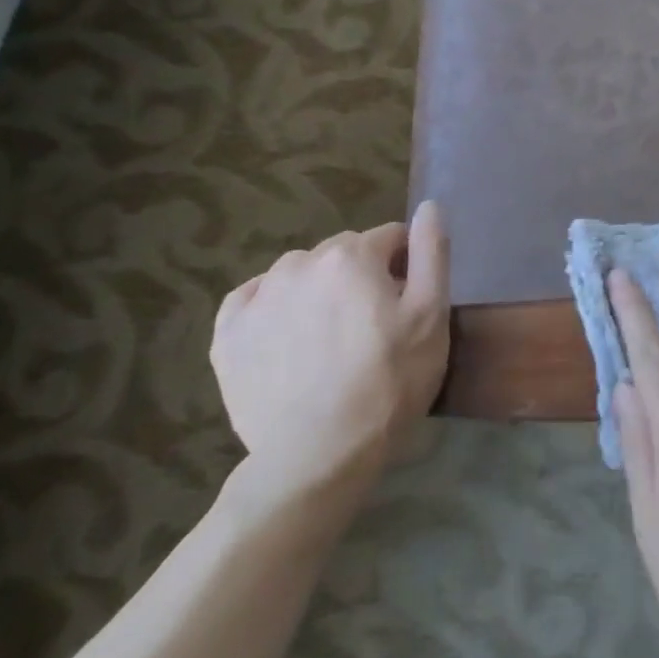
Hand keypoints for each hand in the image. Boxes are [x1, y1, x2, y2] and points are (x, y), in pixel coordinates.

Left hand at [211, 202, 449, 515]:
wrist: (320, 451)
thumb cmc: (390, 379)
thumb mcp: (431, 315)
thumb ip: (431, 253)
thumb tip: (429, 205)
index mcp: (350, 255)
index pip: (389, 238)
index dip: (405, 266)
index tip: (409, 303)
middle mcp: (298, 263)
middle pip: (342, 254)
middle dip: (361, 276)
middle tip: (373, 326)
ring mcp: (256, 298)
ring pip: (298, 275)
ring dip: (318, 291)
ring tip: (330, 338)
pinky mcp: (227, 334)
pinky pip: (253, 301)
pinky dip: (273, 309)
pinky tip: (288, 340)